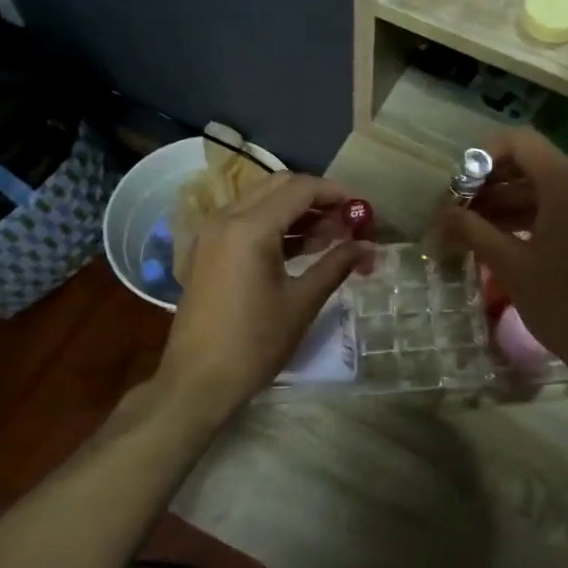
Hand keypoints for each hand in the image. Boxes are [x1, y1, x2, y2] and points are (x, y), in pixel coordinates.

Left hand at [161, 174, 375, 416]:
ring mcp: (212, 233)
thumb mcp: (302, 302)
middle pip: (279, 186)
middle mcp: (227, 218)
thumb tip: (369, 247)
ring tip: (331, 238)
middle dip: (317, 198)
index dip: (336, 194)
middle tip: (347, 222)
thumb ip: (336, 265)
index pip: (300, 189)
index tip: (362, 210)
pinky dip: (275, 225)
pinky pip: (246, 220)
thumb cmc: (254, 343)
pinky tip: (301, 248)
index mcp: (250, 228)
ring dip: (297, 211)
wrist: (198, 381)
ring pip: (262, 201)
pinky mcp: (208, 250)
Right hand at [436, 130, 567, 385]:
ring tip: (477, 227)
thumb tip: (442, 214)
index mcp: (567, 184)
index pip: (520, 142)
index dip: (484, 156)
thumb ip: (471, 229)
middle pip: (533, 163)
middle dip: (493, 183)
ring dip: (511, 200)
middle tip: (462, 209)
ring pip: (549, 186)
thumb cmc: (559, 303)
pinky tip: (508, 238)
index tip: (460, 186)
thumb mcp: (508, 265)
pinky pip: (567, 205)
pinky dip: (536, 214)